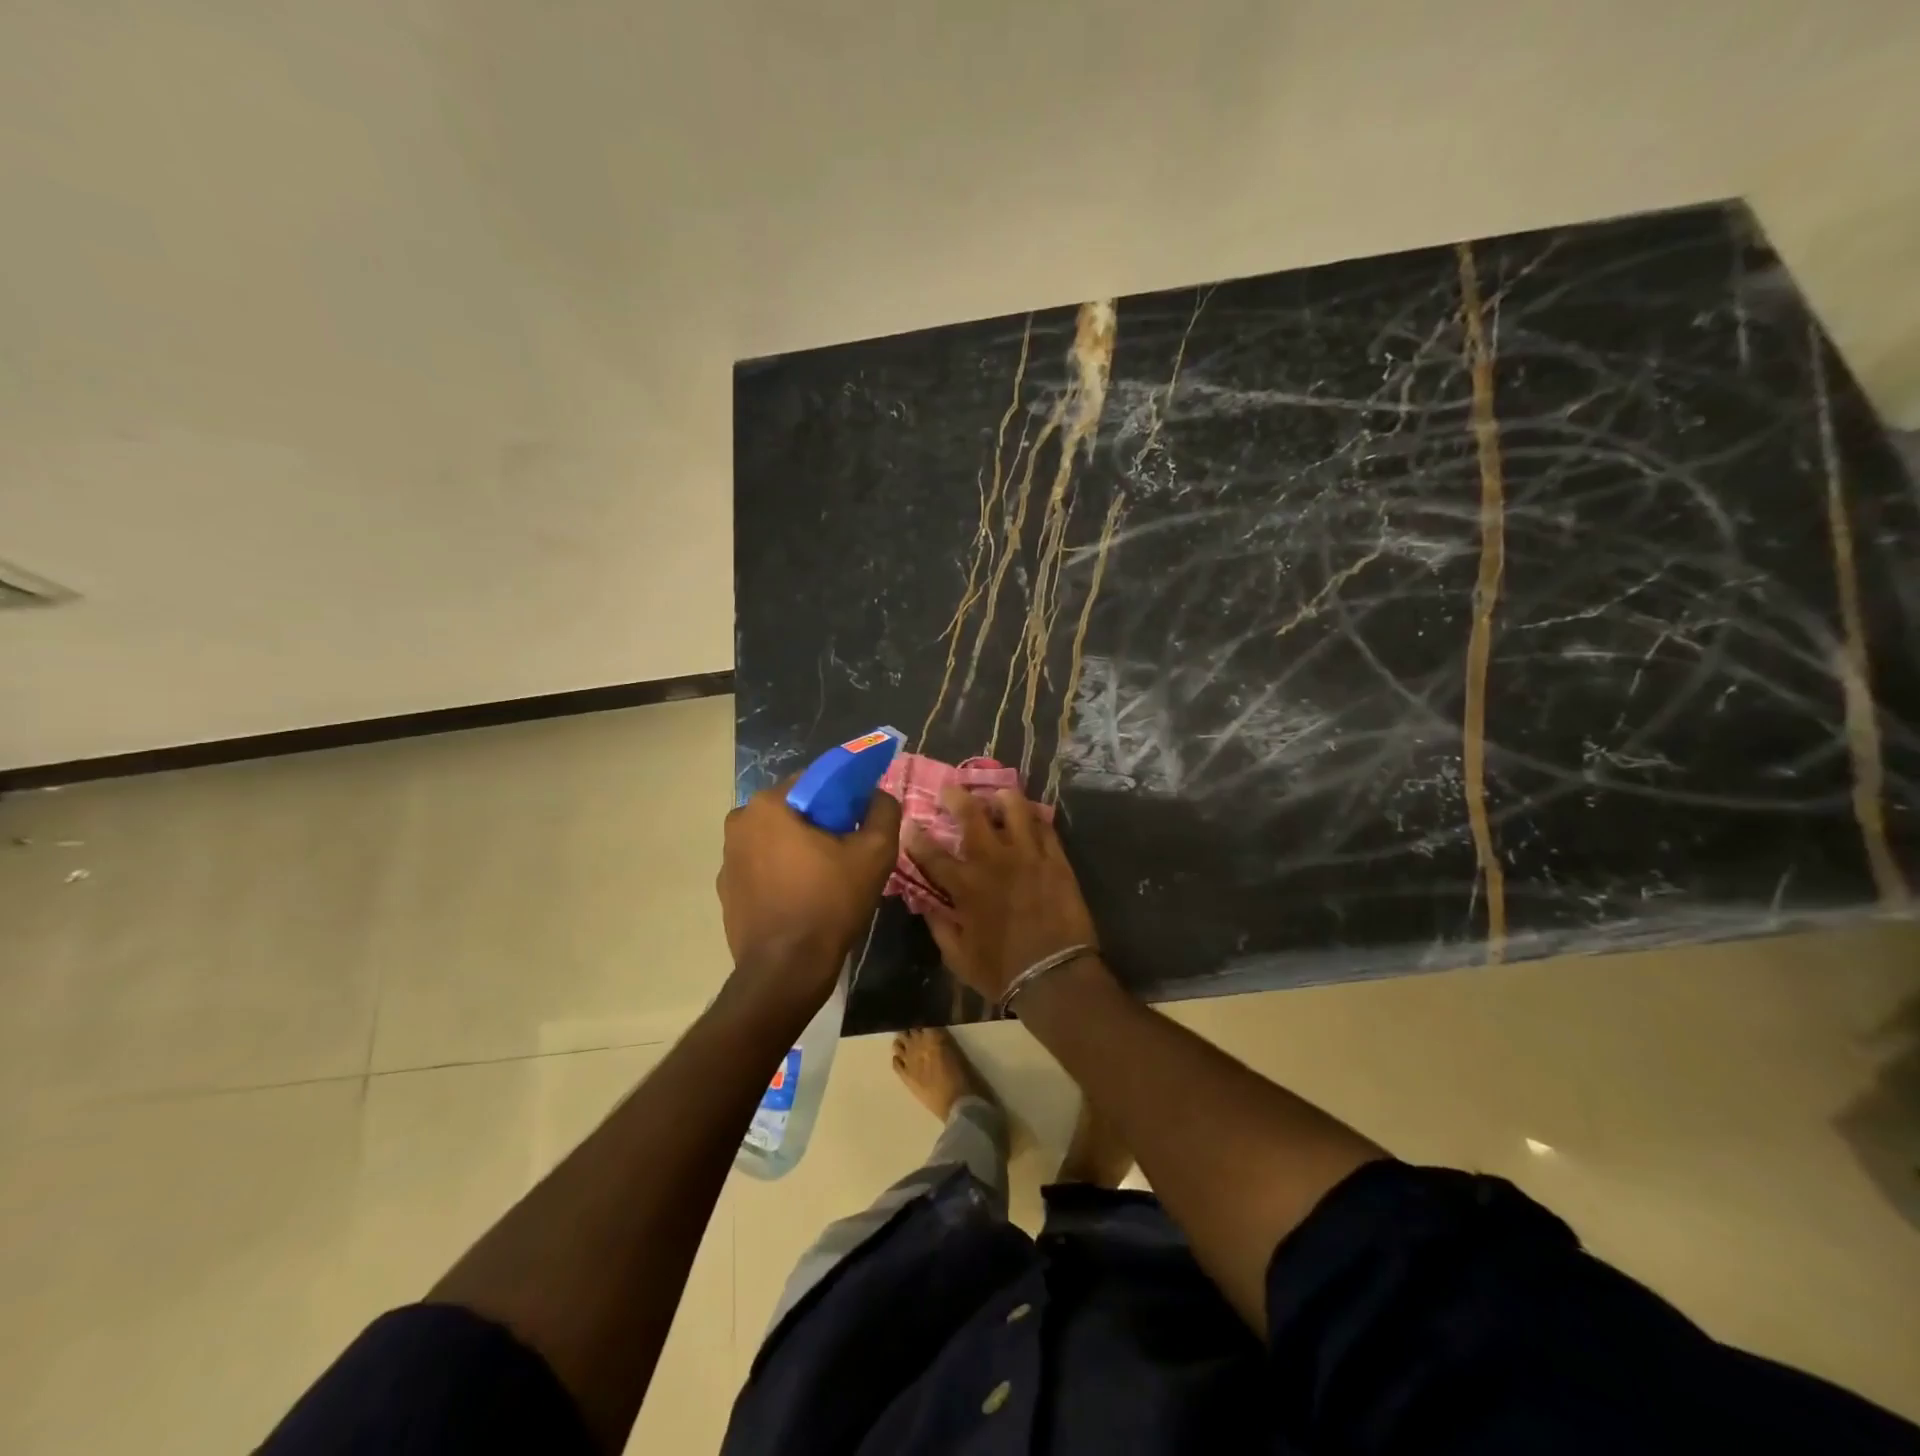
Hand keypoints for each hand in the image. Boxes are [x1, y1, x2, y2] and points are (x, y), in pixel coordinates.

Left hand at [717, 782, 902, 1009]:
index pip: (815, 780)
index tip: (861, 819)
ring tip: (828, 876)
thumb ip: (883, 811)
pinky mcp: (726, 889)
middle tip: (849, 849)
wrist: (786, 970)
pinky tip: (803, 896)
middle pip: (793, 808)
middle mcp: (740, 822)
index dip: (844, 795)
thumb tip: (878, 794)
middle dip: (821, 821)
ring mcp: (727, 857)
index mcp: (769, 804)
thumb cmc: (830, 903)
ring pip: (776, 837)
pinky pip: (762, 866)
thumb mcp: (875, 853)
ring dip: (800, 847)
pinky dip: (781, 871)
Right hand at [903, 787, 1098, 1004]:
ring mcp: (1028, 857)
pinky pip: (1045, 828)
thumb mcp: (958, 957)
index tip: (908, 822)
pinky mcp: (1056, 861)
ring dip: (1002, 798)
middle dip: (956, 797)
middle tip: (950, 789)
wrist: (1055, 976)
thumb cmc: (1002, 971)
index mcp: (965, 886)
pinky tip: (1031, 818)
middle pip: (972, 816)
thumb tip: (926, 905)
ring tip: (998, 794)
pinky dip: (1035, 819)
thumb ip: (939, 926)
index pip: (932, 854)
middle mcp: (994, 861)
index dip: (916, 837)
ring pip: (1015, 810)